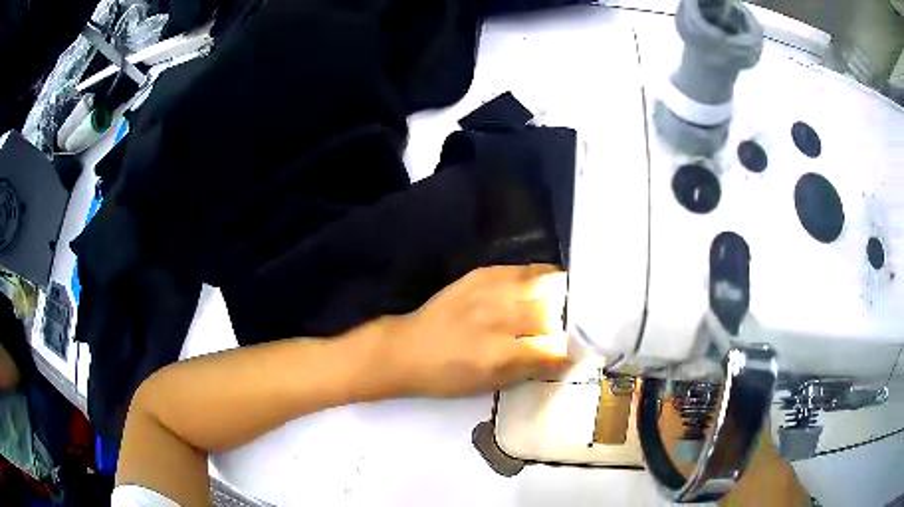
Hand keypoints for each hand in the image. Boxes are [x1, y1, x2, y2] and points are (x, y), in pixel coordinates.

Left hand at [387, 265, 571, 396]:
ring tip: (572, 296)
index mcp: (501, 354)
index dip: (572, 349)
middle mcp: (499, 319)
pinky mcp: (482, 274)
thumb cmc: (448, 376)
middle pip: (553, 312)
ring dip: (561, 292)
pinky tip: (549, 280)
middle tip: (579, 323)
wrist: (409, 348)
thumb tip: (564, 356)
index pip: (554, 349)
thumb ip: (530, 369)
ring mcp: (490, 291)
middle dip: (570, 319)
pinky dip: (541, 275)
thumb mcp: (490, 384)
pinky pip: (523, 269)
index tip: (582, 349)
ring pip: (543, 284)